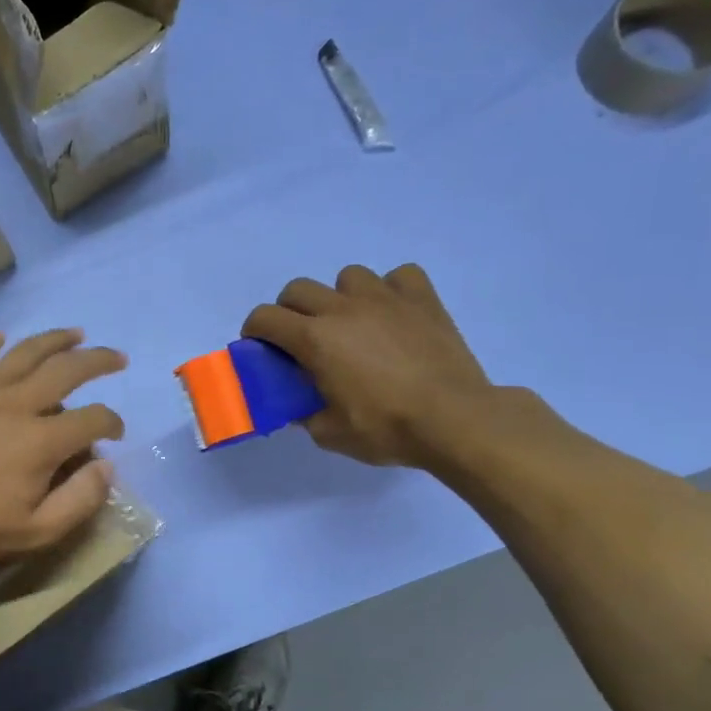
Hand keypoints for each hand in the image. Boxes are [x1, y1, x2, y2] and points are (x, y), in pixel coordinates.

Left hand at [0, 330, 126, 572]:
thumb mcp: (37, 534)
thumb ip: (80, 500)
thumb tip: (107, 467)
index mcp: (43, 440)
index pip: (93, 419)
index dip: (112, 423)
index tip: (115, 433)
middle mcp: (17, 404)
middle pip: (67, 369)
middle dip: (98, 361)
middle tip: (116, 359)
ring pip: (26, 352)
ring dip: (55, 340)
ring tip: (75, 334)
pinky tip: (2, 337)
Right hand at [242, 263, 495, 467]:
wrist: (456, 420)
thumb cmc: (387, 428)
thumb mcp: (330, 434)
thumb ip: (306, 414)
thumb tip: (300, 406)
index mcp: (314, 339)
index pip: (265, 318)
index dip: (254, 331)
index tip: (259, 348)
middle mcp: (343, 309)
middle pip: (298, 289)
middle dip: (289, 311)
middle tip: (301, 339)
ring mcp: (385, 298)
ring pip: (347, 277)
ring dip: (340, 297)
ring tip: (352, 323)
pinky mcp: (423, 299)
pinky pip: (399, 276)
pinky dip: (391, 290)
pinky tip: (394, 313)